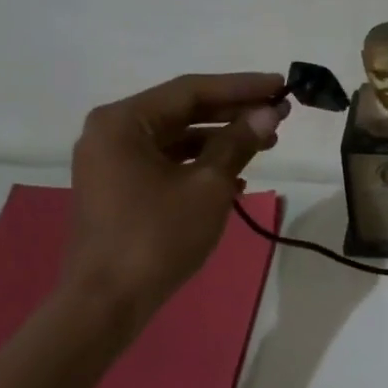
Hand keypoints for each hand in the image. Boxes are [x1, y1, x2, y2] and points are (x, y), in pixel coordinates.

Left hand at [60, 72, 286, 321]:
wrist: (107, 302)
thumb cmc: (157, 237)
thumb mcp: (207, 187)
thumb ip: (238, 143)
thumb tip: (268, 113)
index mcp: (123, 121)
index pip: (191, 91)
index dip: (241, 87)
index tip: (280, 85)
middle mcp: (111, 133)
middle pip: (181, 112)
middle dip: (232, 114)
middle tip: (278, 115)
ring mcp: (111, 163)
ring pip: (175, 140)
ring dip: (220, 141)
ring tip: (265, 145)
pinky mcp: (118, 189)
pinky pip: (165, 164)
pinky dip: (198, 166)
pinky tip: (236, 178)